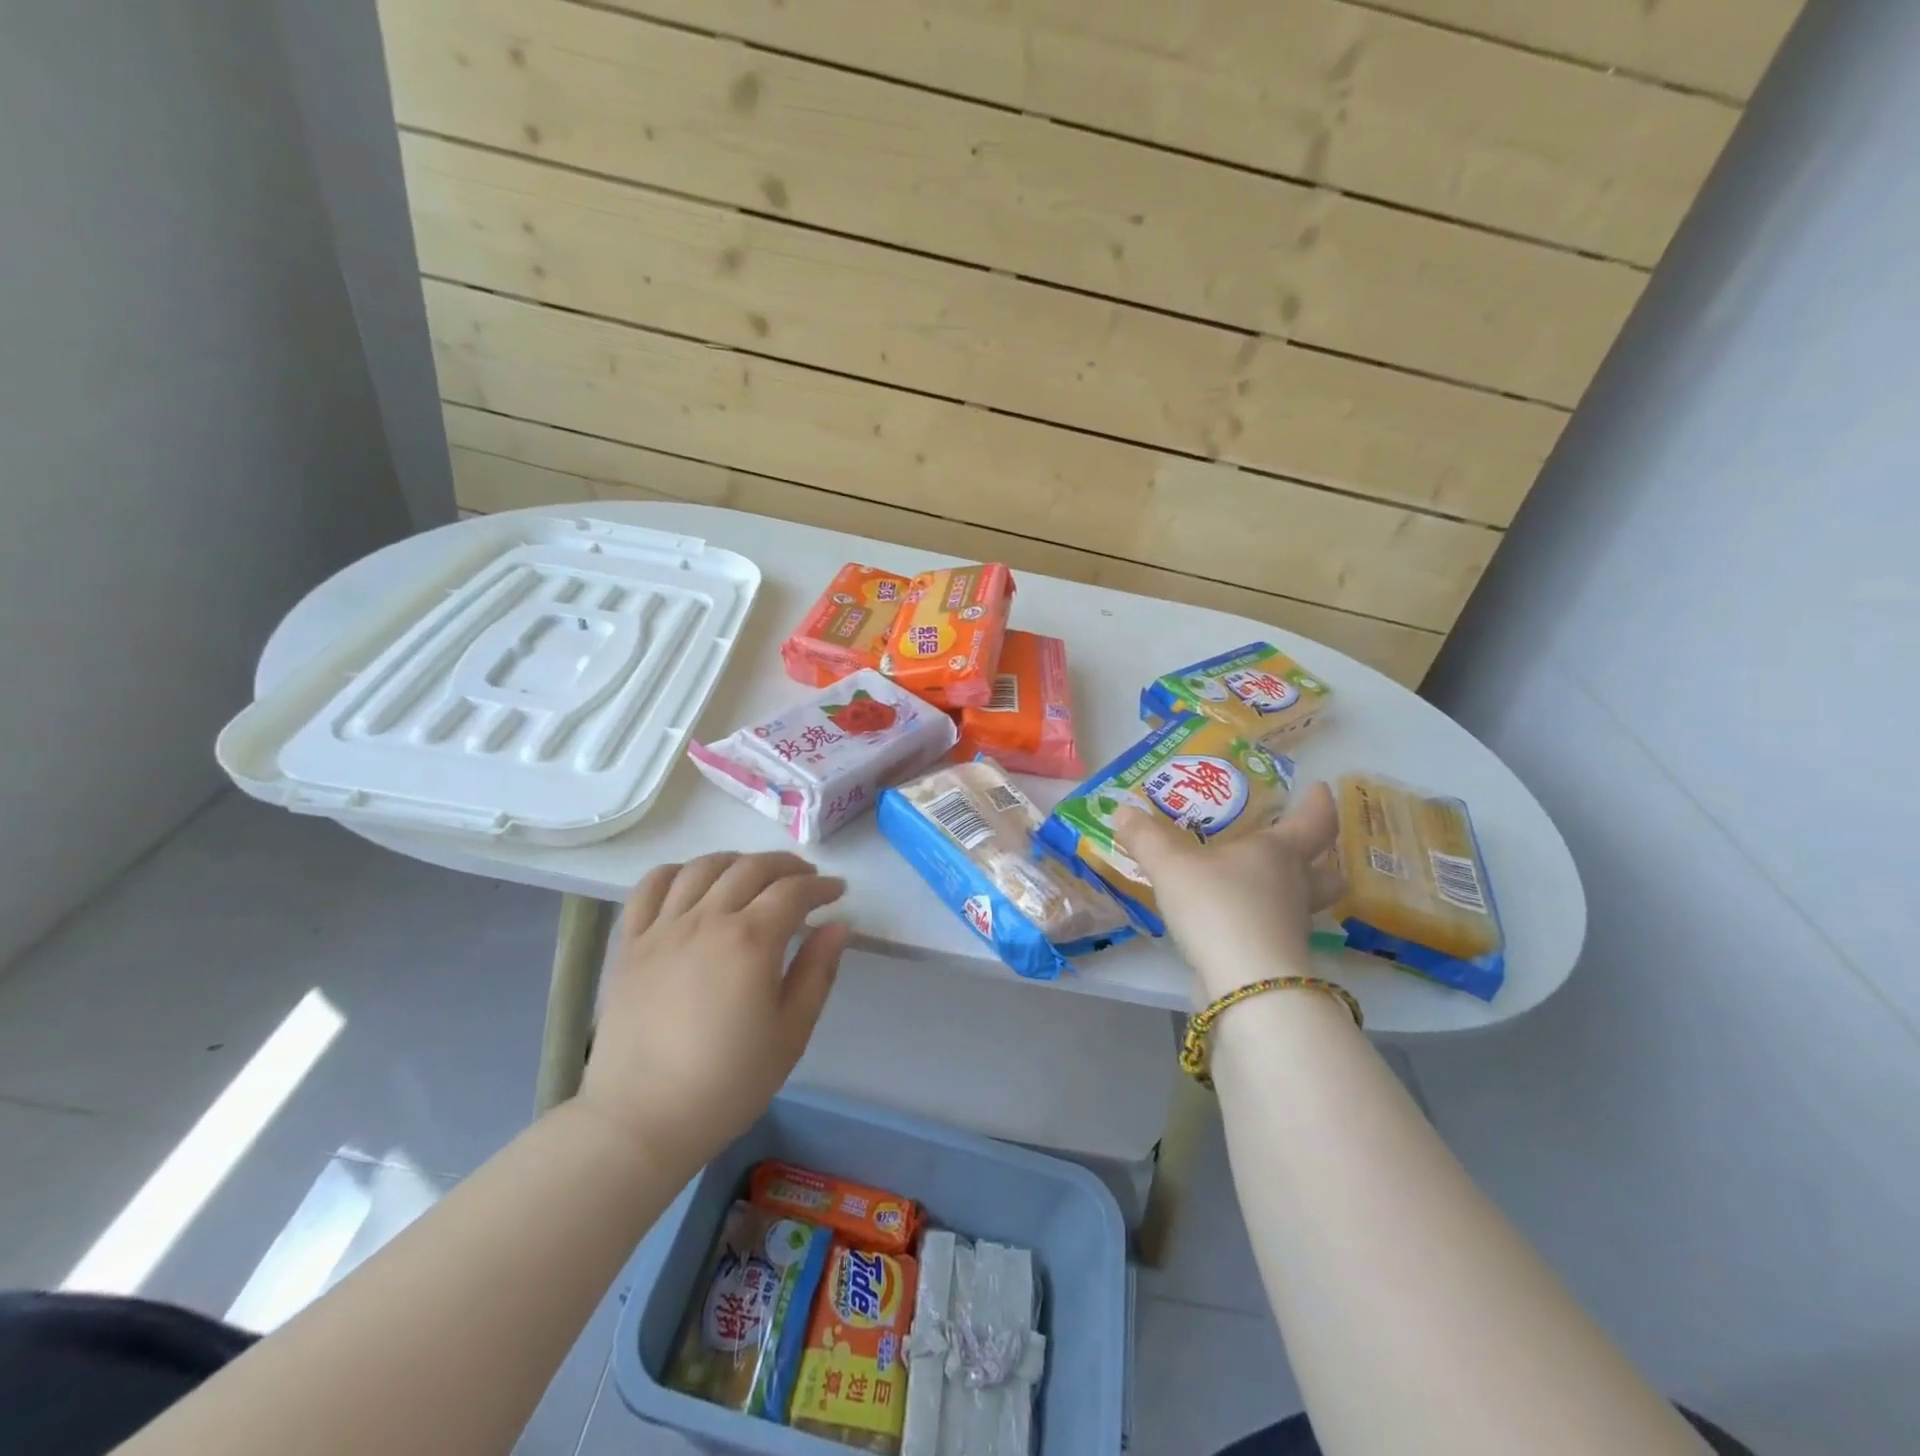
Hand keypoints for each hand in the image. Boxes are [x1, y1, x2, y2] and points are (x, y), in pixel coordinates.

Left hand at [577, 852, 849, 1171]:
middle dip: (786, 866)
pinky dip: (677, 872)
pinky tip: (692, 882)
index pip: (794, 891)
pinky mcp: (631, 944)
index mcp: (751, 940)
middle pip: (751, 868)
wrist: (642, 1120)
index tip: (837, 893)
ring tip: (753, 875)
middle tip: (805, 879)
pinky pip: (650, 888)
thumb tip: (840, 926)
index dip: (821, 886)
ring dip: (737, 861)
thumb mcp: (791, 1032)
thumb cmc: (728, 1082)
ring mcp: (663, 928)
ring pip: (703, 867)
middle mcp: (707, 920)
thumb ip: (817, 971)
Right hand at [1114, 781, 1343, 1003]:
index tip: (1319, 788)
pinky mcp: (1277, 959)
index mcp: (1280, 852)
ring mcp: (1291, 926)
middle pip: (1328, 870)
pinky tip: (1234, 917)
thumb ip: (1146, 837)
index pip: (1315, 821)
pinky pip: (1277, 929)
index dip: (1319, 802)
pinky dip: (1263, 919)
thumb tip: (1122, 810)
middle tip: (1305, 845)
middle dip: (1323, 856)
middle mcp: (1295, 886)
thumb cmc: (1217, 906)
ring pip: (1305, 902)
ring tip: (1262, 883)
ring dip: (1293, 890)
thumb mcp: (1170, 865)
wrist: (1244, 984)